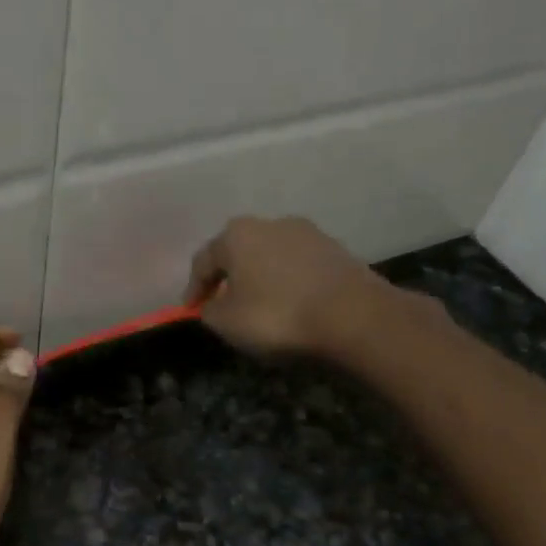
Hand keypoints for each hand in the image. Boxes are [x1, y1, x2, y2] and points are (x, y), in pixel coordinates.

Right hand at [185, 215, 421, 357]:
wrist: (353, 316)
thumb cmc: (277, 316)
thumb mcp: (226, 322)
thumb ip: (209, 311)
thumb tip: (213, 304)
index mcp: (237, 235)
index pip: (203, 261)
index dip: (193, 288)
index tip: (191, 311)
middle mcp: (270, 223)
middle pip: (239, 253)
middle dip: (229, 278)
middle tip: (223, 304)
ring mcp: (308, 233)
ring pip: (271, 257)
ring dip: (261, 279)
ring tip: (259, 307)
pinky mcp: (336, 250)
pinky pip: (299, 267)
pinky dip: (288, 283)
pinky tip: (291, 305)